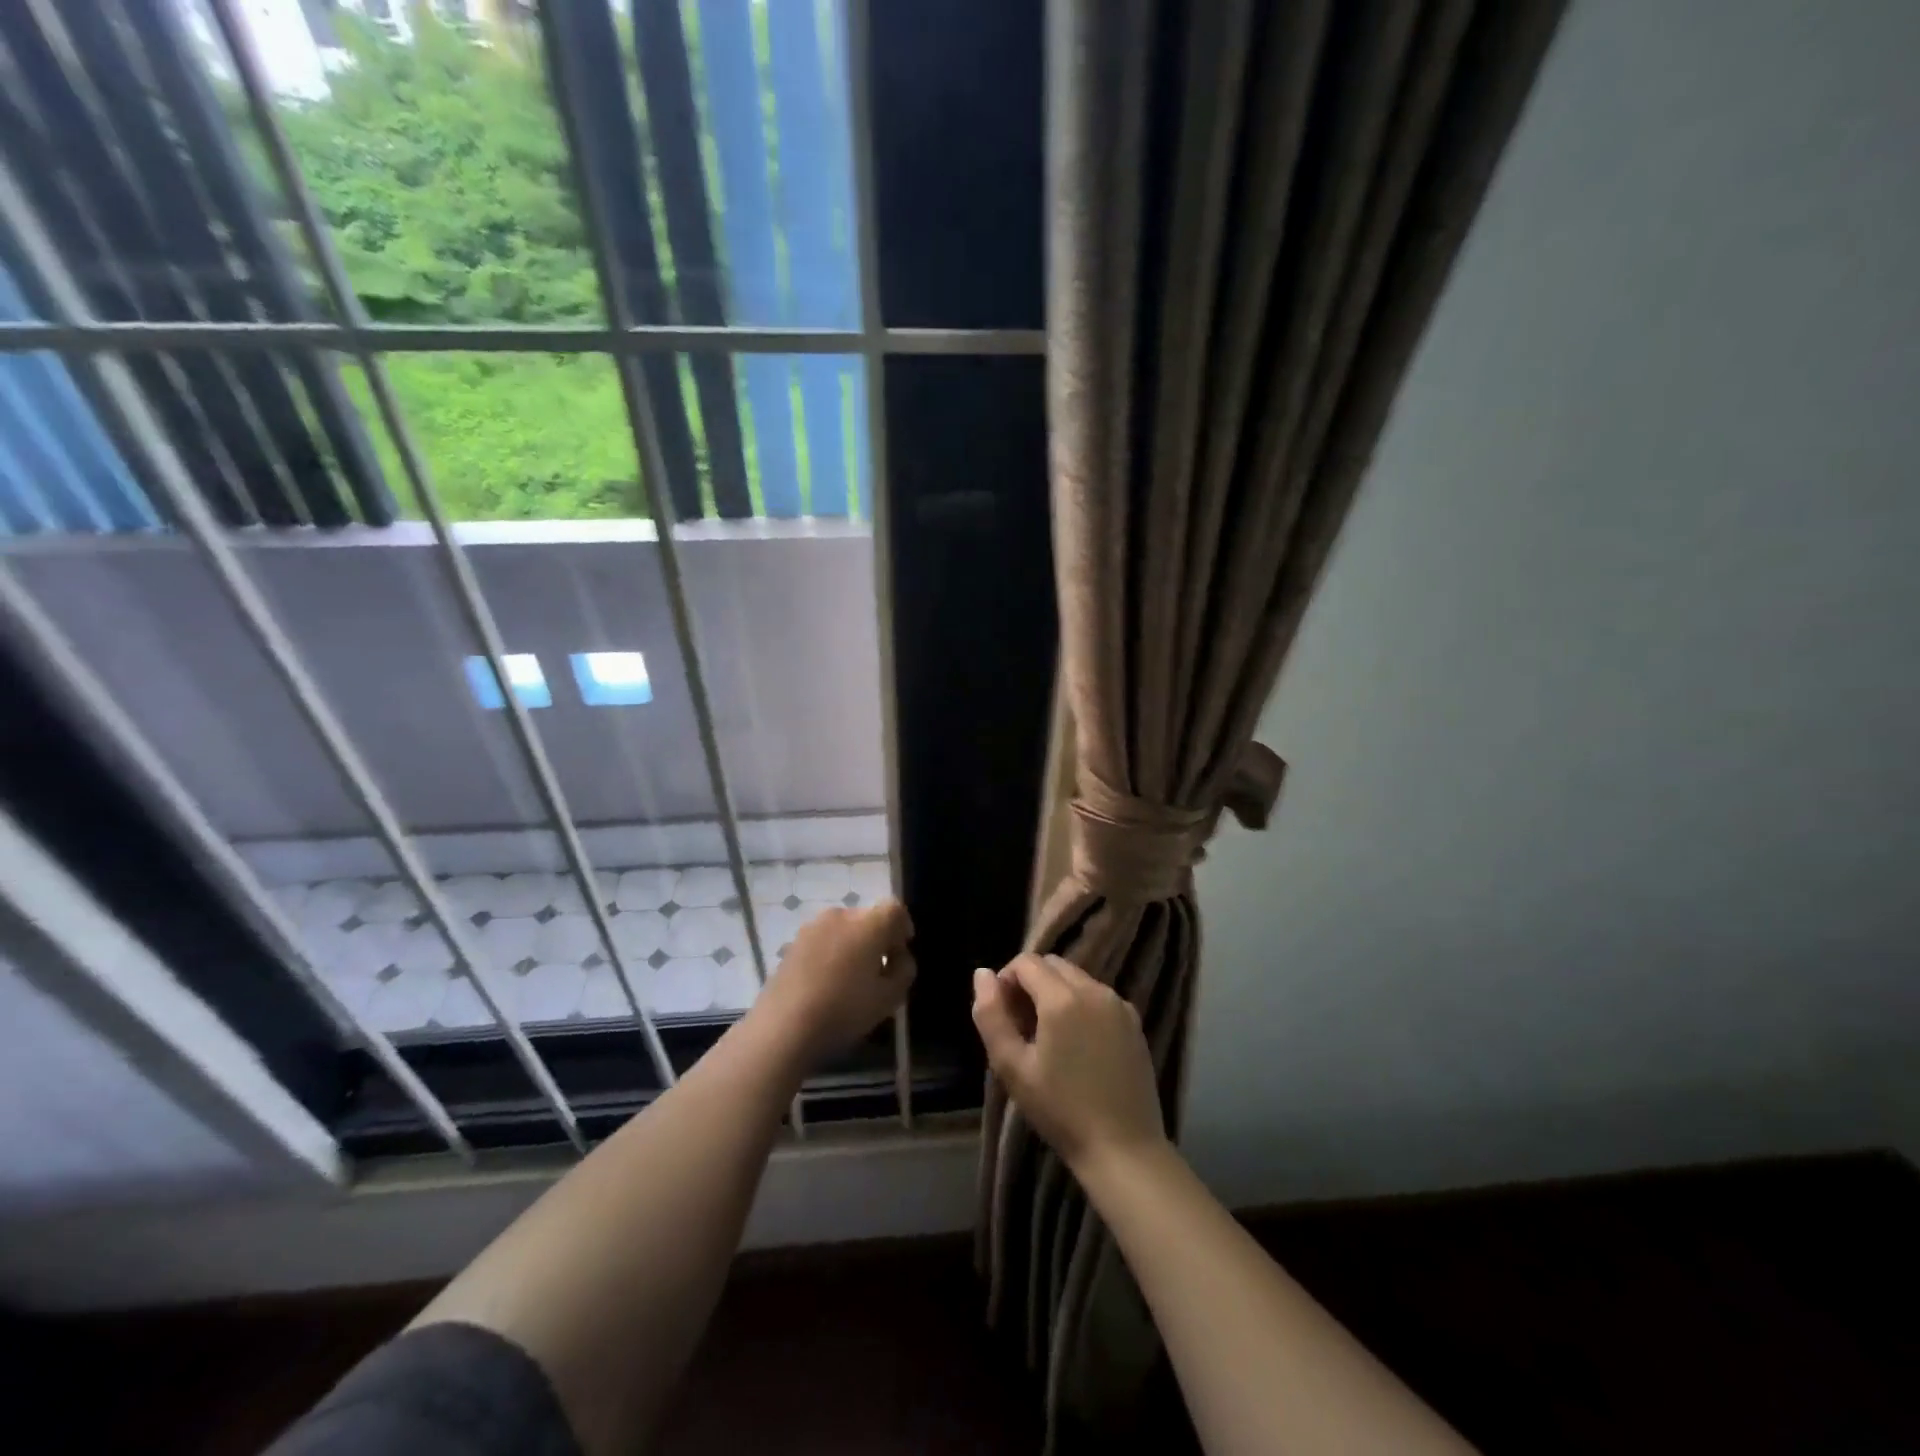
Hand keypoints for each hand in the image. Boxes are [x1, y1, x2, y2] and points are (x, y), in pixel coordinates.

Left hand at [754, 900, 914, 1062]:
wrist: (783, 1027)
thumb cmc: (844, 1010)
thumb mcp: (890, 998)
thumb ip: (903, 970)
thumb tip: (898, 957)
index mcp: (868, 923)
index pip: (894, 909)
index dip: (903, 927)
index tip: (900, 953)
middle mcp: (841, 915)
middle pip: (868, 918)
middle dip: (877, 939)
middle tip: (878, 971)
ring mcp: (812, 927)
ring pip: (844, 930)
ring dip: (852, 946)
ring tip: (849, 979)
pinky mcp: (793, 942)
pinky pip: (823, 941)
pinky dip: (831, 954)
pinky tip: (825, 984)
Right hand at [972, 953, 1167, 1173]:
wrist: (1124, 1149)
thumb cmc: (1060, 1110)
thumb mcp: (1012, 1067)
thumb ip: (991, 1015)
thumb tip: (982, 973)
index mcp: (1063, 998)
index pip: (1026, 962)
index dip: (1006, 980)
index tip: (1003, 1015)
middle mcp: (1094, 990)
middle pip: (1053, 965)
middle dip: (1031, 984)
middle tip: (1022, 1027)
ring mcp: (1119, 1005)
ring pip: (1077, 979)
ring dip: (1056, 993)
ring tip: (1049, 1038)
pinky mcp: (1134, 1022)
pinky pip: (1099, 997)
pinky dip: (1081, 1006)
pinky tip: (1078, 1046)